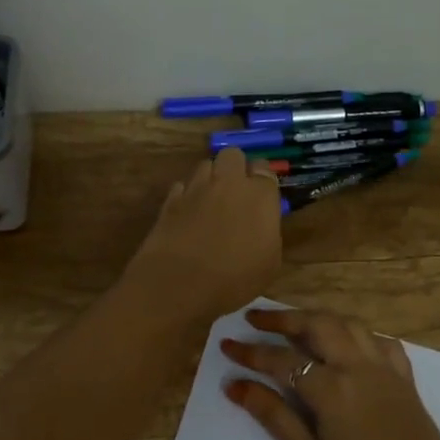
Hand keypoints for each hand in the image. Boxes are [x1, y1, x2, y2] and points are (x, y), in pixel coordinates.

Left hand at [124, 147, 283, 323]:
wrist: (180, 284)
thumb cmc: (234, 279)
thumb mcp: (269, 265)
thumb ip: (268, 234)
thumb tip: (260, 226)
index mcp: (260, 196)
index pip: (264, 169)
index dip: (262, 180)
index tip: (262, 196)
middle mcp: (228, 183)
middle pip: (232, 155)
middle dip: (235, 168)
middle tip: (236, 193)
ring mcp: (196, 188)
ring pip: (205, 166)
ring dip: (210, 178)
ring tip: (210, 201)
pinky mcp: (170, 200)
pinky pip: (182, 186)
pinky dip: (186, 195)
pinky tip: (188, 214)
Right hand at [222, 308, 439, 439]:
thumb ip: (273, 417)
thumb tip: (235, 385)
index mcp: (331, 388)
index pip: (282, 360)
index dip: (251, 352)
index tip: (227, 345)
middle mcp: (358, 366)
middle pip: (317, 324)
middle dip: (282, 318)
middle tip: (255, 319)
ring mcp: (385, 368)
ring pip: (349, 324)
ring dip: (318, 317)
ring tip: (295, 323)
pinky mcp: (405, 378)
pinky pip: (380, 340)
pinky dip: (359, 334)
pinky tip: (349, 344)